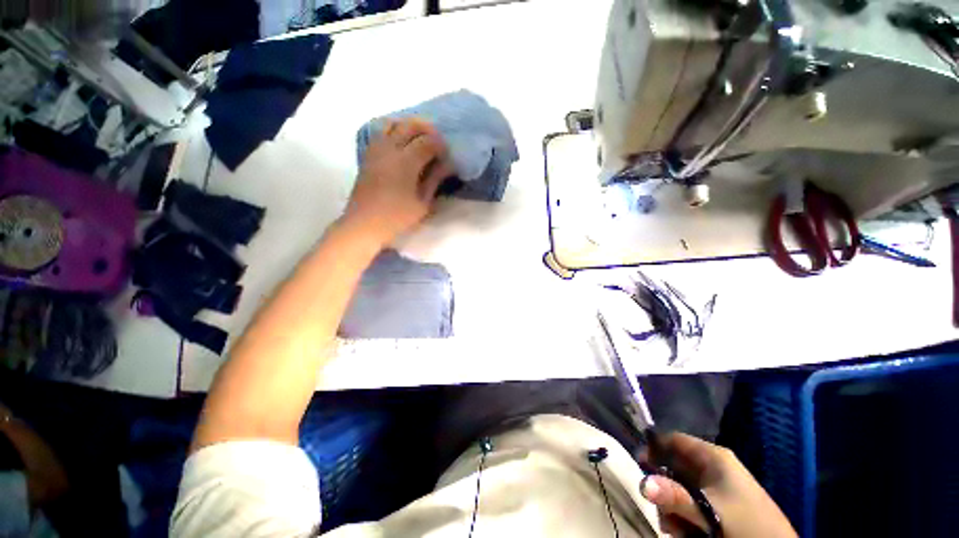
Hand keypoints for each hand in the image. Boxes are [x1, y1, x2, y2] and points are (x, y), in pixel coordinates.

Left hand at [343, 118, 454, 245]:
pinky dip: (395, 131)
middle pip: (410, 126)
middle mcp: (390, 149)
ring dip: (410, 127)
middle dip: (427, 130)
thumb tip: (447, 165)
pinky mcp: (368, 155)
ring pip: (393, 124)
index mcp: (406, 162)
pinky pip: (381, 132)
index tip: (446, 156)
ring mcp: (376, 150)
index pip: (427, 142)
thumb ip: (435, 179)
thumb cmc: (397, 217)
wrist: (365, 223)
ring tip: (420, 139)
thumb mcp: (423, 202)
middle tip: (437, 143)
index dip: (440, 146)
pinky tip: (402, 144)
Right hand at [640, 432, 795, 537]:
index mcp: (714, 457)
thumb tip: (642, 483)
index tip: (639, 465)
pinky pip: (691, 503)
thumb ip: (675, 497)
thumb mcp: (709, 513)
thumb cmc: (745, 526)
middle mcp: (713, 468)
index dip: (654, 447)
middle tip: (661, 509)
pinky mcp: (720, 505)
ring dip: (672, 507)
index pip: (674, 439)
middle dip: (663, 488)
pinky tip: (687, 532)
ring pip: (680, 488)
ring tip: (678, 529)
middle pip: (674, 466)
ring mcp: (717, 487)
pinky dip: (684, 517)